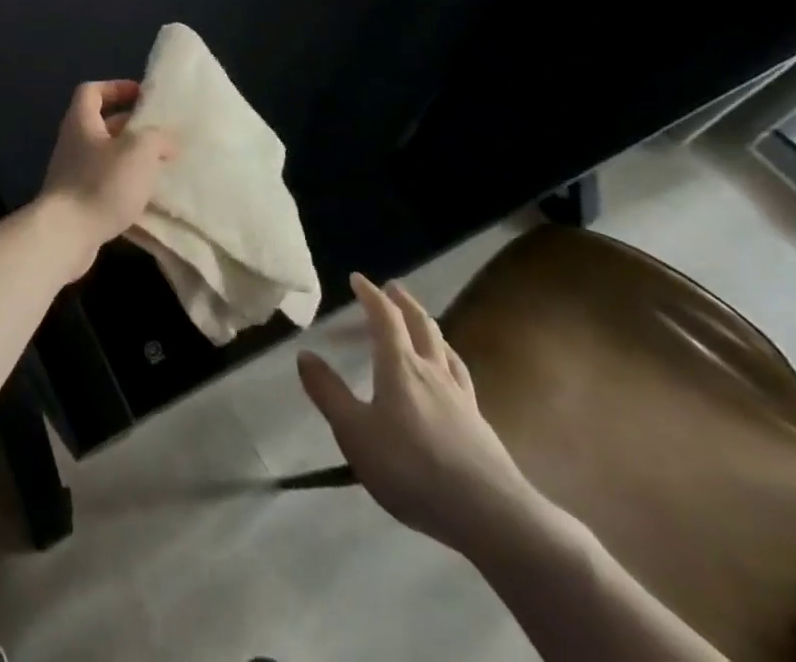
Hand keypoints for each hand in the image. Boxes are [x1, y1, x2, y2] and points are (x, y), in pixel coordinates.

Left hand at [37, 80, 175, 278]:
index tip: (142, 96)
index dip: (116, 87)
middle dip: (132, 127)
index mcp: (82, 121)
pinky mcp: (78, 201)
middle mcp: (74, 142)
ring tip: (161, 166)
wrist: (66, 235)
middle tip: (162, 134)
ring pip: (107, 156)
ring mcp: (73, 173)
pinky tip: (147, 197)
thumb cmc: (101, 183)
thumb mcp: (138, 151)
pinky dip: (125, 185)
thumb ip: (157, 138)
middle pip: (102, 124)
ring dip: (132, 158)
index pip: (92, 91)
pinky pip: (105, 183)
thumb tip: (167, 141)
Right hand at [297, 273, 539, 556]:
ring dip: (431, 330)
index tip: (358, 279)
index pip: (385, 318)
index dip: (370, 295)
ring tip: (424, 325)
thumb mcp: (355, 432)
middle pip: (422, 326)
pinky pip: (461, 379)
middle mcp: (432, 372)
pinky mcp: (480, 427)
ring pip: (446, 350)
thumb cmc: (411, 467)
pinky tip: (451, 378)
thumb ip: (328, 393)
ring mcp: (462, 399)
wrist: (490, 516)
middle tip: (393, 288)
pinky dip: (449, 363)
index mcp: (399, 366)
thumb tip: (304, 355)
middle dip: (404, 303)